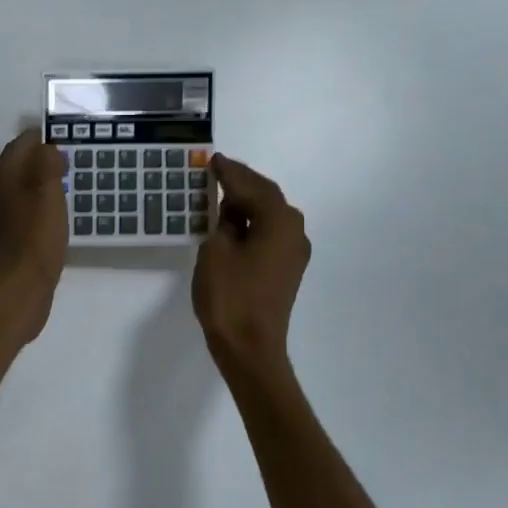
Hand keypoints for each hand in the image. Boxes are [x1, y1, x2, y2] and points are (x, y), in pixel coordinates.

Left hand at [0, 128, 67, 343]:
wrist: (21, 282)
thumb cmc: (35, 230)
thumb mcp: (47, 185)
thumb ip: (46, 159)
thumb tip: (46, 150)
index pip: (21, 144)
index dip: (43, 144)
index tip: (63, 154)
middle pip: (10, 166)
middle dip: (32, 166)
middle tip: (59, 173)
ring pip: (9, 192)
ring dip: (28, 191)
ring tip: (54, 197)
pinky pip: (13, 217)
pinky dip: (26, 215)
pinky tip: (44, 223)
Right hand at [193, 155, 310, 370]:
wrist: (250, 348)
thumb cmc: (230, 296)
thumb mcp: (216, 250)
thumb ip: (224, 223)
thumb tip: (232, 214)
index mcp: (279, 221)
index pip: (252, 186)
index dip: (230, 172)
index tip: (213, 159)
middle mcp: (294, 231)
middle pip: (267, 196)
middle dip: (243, 182)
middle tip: (219, 170)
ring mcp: (293, 252)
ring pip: (270, 215)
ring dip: (247, 202)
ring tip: (223, 192)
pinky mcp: (286, 269)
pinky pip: (269, 233)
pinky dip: (252, 222)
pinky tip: (234, 222)